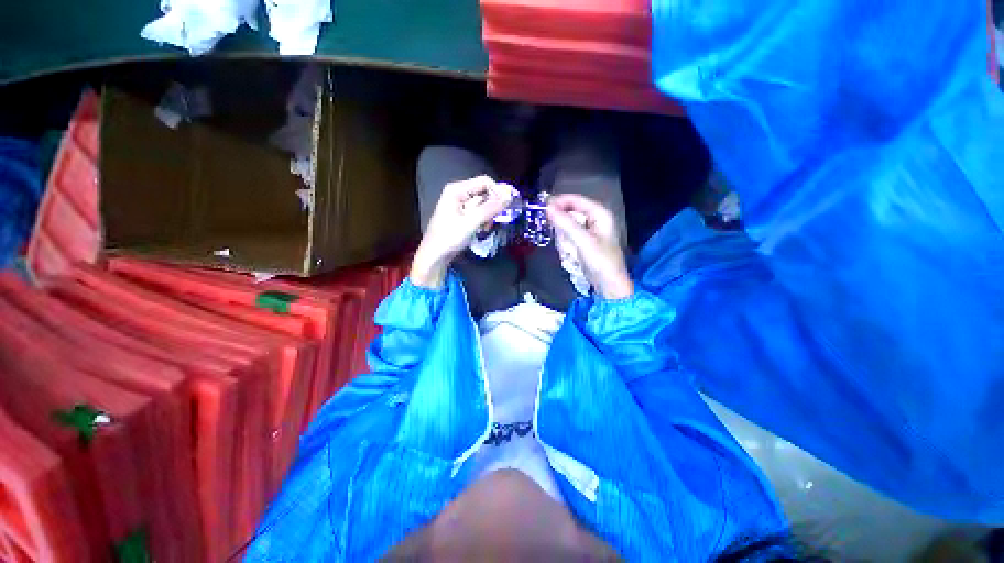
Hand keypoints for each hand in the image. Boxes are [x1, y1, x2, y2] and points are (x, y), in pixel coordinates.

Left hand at [411, 175, 513, 288]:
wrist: (434, 256)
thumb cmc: (449, 238)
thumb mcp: (471, 222)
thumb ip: (490, 208)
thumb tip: (509, 196)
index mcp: (457, 190)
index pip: (484, 182)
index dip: (497, 192)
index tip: (506, 207)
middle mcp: (458, 193)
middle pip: (484, 192)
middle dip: (492, 206)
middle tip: (494, 220)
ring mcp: (460, 205)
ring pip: (483, 204)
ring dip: (488, 215)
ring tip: (485, 228)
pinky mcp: (462, 215)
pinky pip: (478, 212)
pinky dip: (483, 220)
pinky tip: (482, 230)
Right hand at [546, 194, 633, 299]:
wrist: (609, 285)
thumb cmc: (600, 261)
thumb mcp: (582, 240)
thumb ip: (565, 223)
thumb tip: (548, 208)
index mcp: (600, 214)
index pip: (575, 200)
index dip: (559, 202)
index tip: (543, 209)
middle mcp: (596, 219)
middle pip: (570, 213)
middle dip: (562, 225)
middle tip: (556, 235)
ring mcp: (590, 232)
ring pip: (567, 226)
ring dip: (564, 238)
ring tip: (569, 251)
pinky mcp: (585, 243)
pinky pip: (569, 237)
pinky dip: (567, 245)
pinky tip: (571, 255)